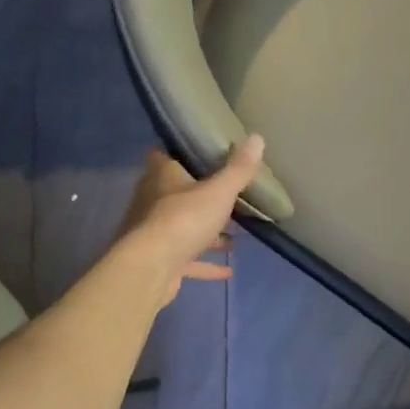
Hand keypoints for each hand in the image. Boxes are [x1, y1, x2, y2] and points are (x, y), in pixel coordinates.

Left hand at [115, 137, 265, 307]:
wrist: (151, 268)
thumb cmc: (183, 219)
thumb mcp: (218, 192)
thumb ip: (238, 170)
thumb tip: (258, 138)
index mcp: (162, 176)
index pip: (164, 156)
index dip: (181, 154)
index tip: (203, 155)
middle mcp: (153, 201)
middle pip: (177, 194)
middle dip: (201, 197)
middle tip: (228, 198)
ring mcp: (155, 234)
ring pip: (184, 229)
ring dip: (207, 233)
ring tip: (234, 236)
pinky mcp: (161, 262)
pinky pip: (188, 260)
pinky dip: (207, 264)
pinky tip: (229, 270)